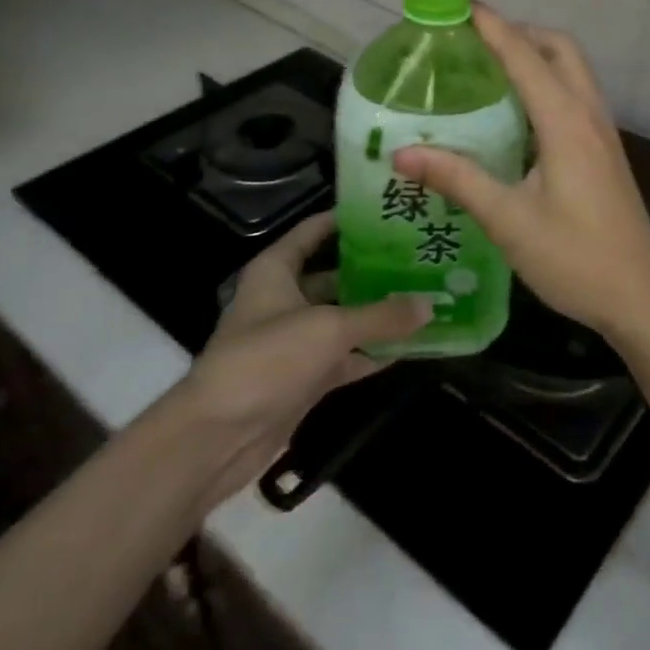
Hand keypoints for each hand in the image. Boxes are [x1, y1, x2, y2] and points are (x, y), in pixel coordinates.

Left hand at [179, 211, 429, 506]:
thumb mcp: (330, 329)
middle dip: (375, 269)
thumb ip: (382, 316)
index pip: (315, 230)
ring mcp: (295, 340)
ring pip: (344, 317)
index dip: (348, 219)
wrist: (218, 438)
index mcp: (277, 270)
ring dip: (378, 313)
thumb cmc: (267, 360)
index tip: (389, 212)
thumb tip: (431, 304)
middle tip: (420, 257)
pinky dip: (372, 352)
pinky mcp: (304, 376)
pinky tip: (410, 345)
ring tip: (424, 296)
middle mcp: (285, 298)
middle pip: (336, 274)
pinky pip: (346, 356)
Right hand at [391, 7, 649, 345]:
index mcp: (566, 122)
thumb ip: (458, 179)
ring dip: (537, 55)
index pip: (524, 56)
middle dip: (520, 32)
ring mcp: (604, 132)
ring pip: (573, 70)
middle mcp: (589, 115)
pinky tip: (519, 113)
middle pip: (559, 48)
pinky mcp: (606, 151)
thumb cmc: (574, 258)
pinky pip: (577, 95)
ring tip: (491, 68)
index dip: (493, 26)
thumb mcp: (508, 220)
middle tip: (476, 41)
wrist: (642, 297)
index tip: (461, 4)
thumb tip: (402, 152)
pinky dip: (548, 83)